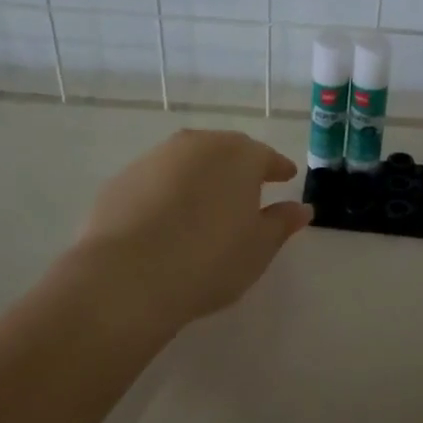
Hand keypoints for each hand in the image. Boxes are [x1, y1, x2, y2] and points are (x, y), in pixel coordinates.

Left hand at [75, 130, 311, 334]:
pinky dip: (168, 192)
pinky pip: (157, 180)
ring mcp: (154, 158)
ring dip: (201, 177)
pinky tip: (168, 219)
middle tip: (248, 190)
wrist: (128, 276)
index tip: (286, 177)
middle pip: (226, 151)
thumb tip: (301, 208)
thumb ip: (282, 223)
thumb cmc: (210, 260)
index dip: (278, 169)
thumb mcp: (259, 248)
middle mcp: (197, 145)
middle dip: (239, 168)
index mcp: (239, 156)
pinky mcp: (121, 179)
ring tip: (207, 205)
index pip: (266, 157)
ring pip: (188, 162)